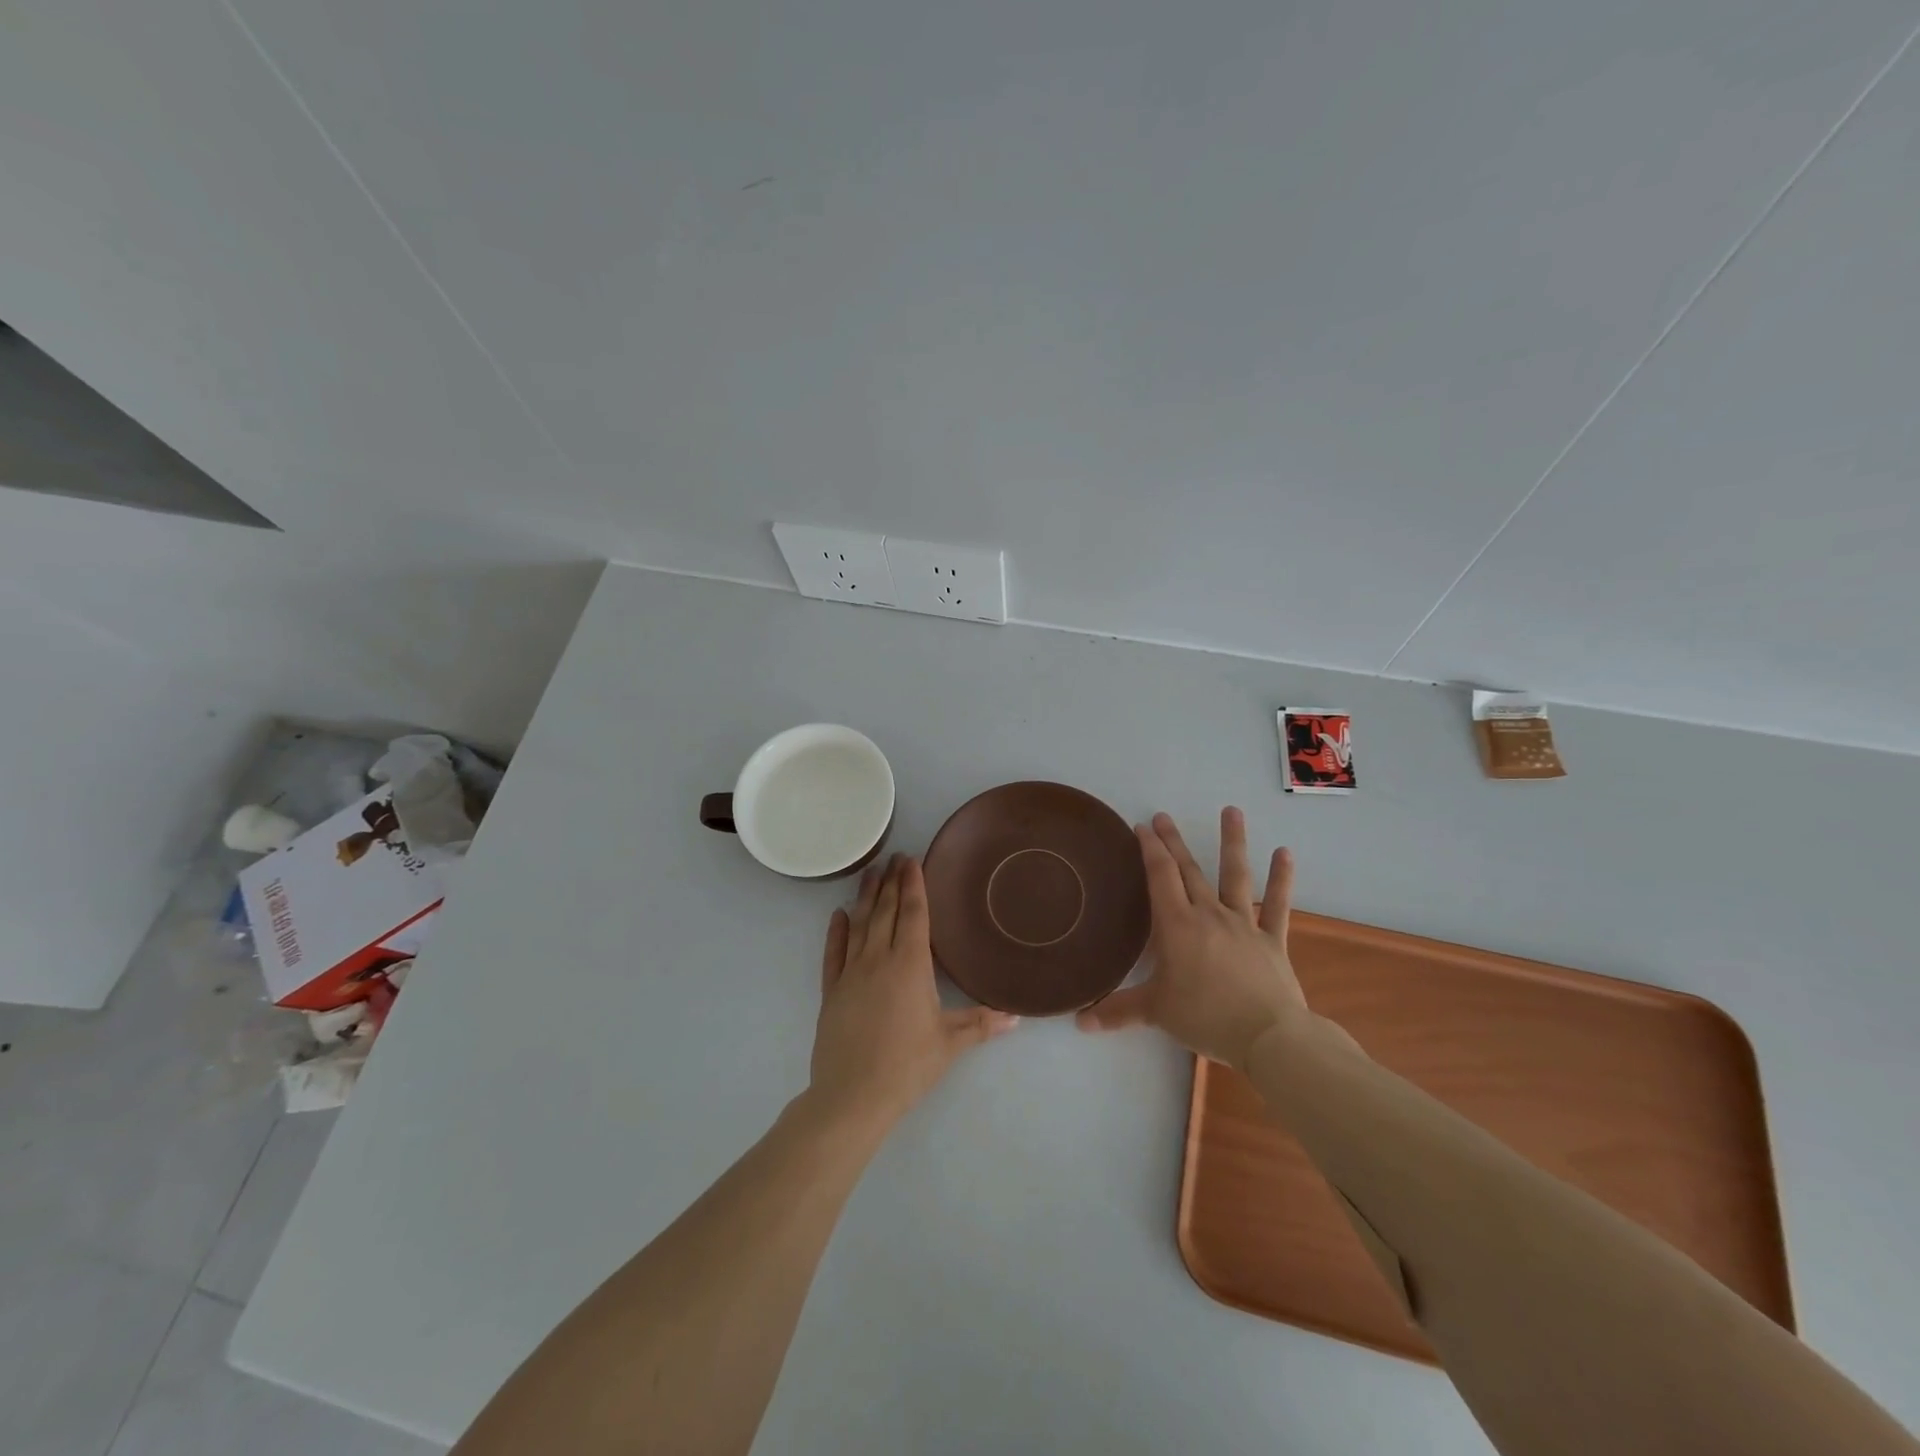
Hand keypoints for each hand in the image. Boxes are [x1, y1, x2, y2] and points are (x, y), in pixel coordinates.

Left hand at [809, 854, 1018, 1130]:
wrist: (852, 1096)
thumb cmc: (907, 1066)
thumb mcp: (949, 1044)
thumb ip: (981, 1024)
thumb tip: (1016, 1016)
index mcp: (909, 965)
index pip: (912, 914)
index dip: (913, 885)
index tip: (912, 860)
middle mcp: (878, 959)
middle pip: (884, 911)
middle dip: (890, 882)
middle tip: (894, 857)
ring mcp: (850, 973)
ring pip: (859, 925)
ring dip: (865, 897)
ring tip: (870, 873)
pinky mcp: (831, 991)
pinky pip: (833, 953)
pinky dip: (836, 931)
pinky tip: (838, 914)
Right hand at [1076, 808, 1306, 1068]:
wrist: (1268, 1036)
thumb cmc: (1205, 1017)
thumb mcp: (1155, 1013)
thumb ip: (1117, 1012)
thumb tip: (1079, 1023)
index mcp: (1177, 926)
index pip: (1160, 876)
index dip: (1150, 849)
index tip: (1142, 827)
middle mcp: (1208, 914)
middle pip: (1189, 870)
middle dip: (1174, 842)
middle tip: (1164, 816)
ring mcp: (1243, 924)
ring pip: (1235, 875)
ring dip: (1232, 841)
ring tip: (1231, 810)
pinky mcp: (1271, 940)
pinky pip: (1277, 905)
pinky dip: (1281, 879)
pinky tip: (1285, 853)